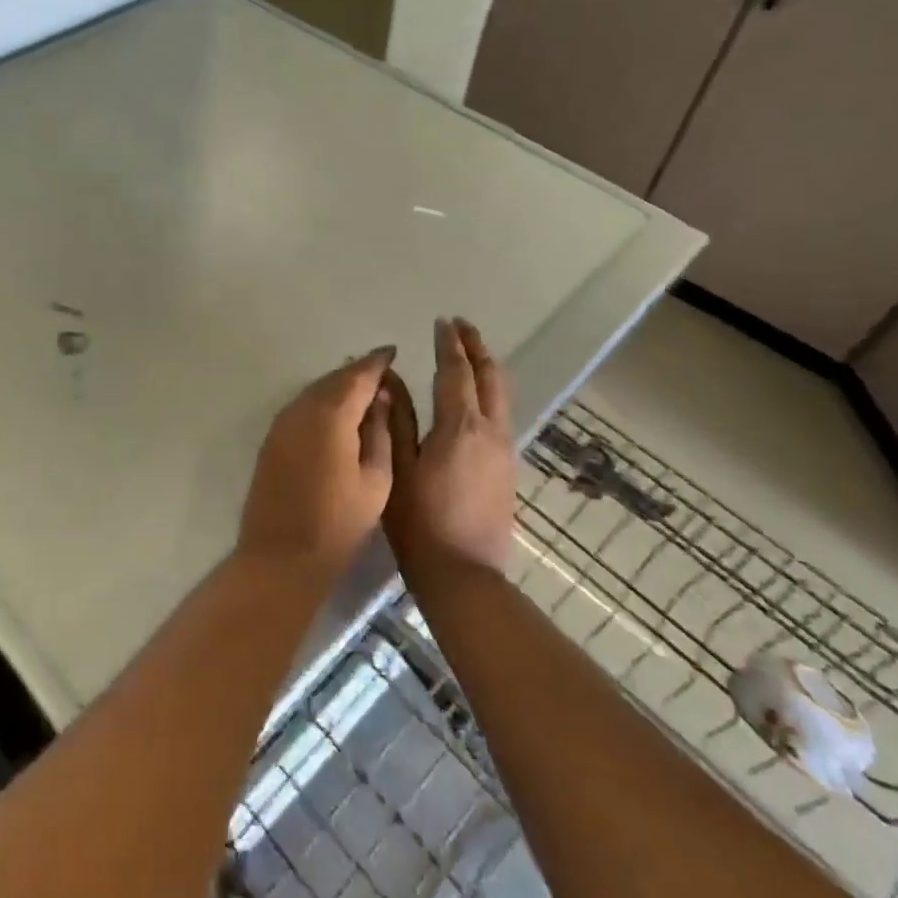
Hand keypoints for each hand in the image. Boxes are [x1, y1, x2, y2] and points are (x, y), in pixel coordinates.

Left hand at [238, 347, 397, 583]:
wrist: (281, 555)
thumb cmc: (338, 523)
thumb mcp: (376, 480)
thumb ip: (380, 432)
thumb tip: (381, 398)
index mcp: (331, 414)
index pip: (358, 375)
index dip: (377, 362)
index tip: (393, 352)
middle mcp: (302, 409)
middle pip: (334, 379)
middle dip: (358, 371)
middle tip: (382, 371)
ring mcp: (282, 423)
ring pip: (315, 391)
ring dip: (338, 386)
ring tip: (364, 391)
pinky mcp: (273, 439)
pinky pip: (302, 407)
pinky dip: (322, 402)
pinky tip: (336, 415)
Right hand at [383, 318, 516, 575]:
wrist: (464, 576)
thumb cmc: (419, 522)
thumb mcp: (397, 467)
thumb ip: (396, 419)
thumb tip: (390, 378)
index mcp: (459, 426)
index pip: (456, 372)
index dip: (449, 344)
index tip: (442, 321)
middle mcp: (490, 431)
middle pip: (490, 377)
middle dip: (477, 347)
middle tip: (462, 326)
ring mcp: (504, 451)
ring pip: (502, 396)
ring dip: (487, 368)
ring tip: (471, 353)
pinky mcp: (507, 468)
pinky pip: (501, 415)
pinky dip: (490, 393)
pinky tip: (475, 398)